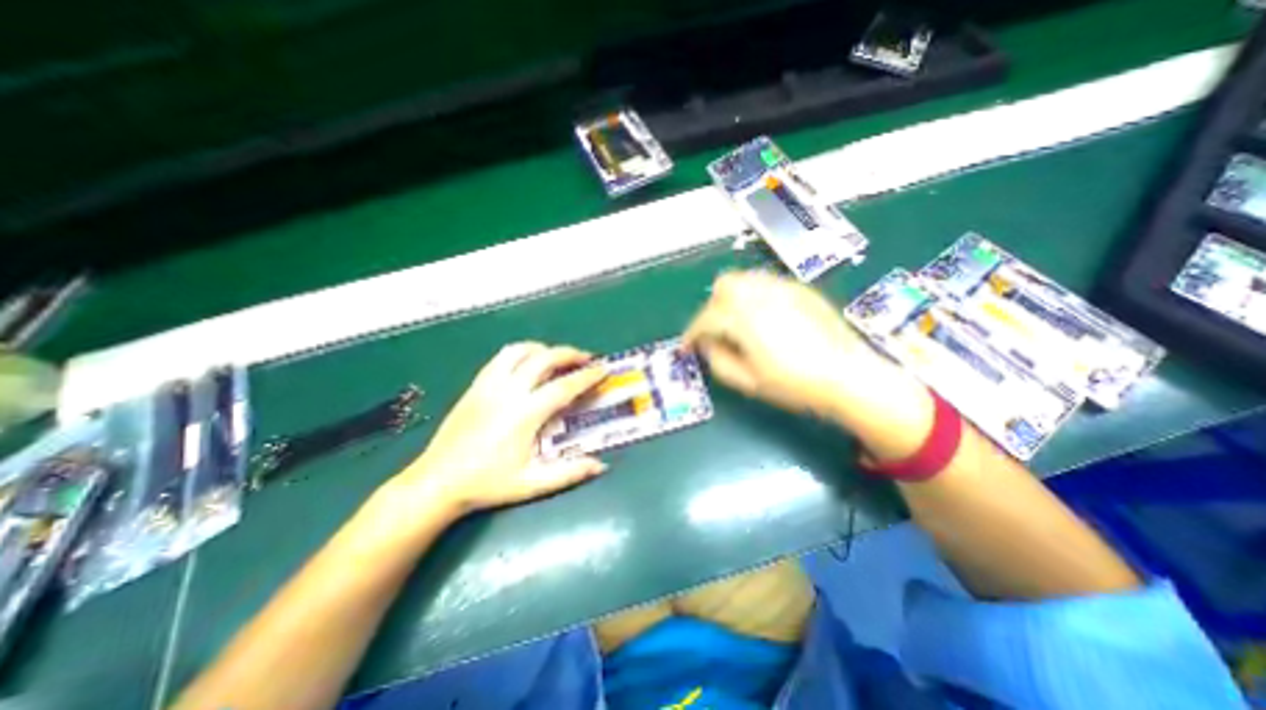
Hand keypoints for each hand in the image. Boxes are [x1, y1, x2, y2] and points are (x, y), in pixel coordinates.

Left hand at [397, 340, 610, 517]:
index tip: (603, 369)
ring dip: (544, 349)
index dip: (587, 376)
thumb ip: (569, 473)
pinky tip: (528, 363)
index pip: (564, 386)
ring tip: (557, 358)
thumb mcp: (532, 483)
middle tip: (586, 359)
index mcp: (525, 414)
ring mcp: (489, 385)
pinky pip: (501, 358)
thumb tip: (600, 465)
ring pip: (520, 351)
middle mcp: (508, 392)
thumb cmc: (487, 484)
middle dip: (570, 354)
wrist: (437, 482)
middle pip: (544, 359)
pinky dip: (521, 353)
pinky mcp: (476, 385)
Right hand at [683, 272, 926, 460]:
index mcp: (744, 318)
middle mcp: (760, 294)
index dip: (691, 334)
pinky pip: (764, 283)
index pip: (705, 319)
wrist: (848, 375)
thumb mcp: (748, 381)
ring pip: (743, 280)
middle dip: (711, 309)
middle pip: (722, 287)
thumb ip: (717, 361)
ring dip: (730, 299)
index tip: (687, 348)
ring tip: (736, 324)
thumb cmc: (795, 384)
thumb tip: (706, 345)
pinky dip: (752, 296)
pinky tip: (762, 317)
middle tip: (714, 333)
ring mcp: (782, 287)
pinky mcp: (799, 289)